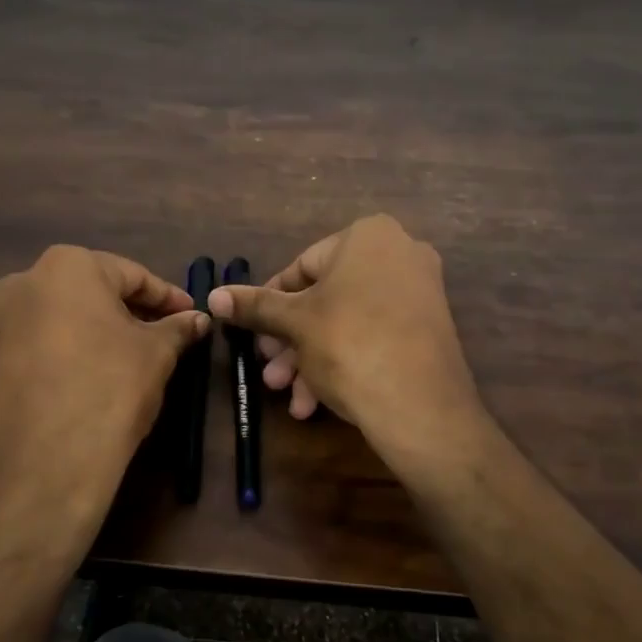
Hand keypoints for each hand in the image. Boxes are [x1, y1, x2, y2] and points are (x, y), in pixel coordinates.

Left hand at [0, 246, 208, 542]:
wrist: (44, 463)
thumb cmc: (110, 386)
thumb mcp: (157, 353)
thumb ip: (177, 328)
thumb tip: (198, 320)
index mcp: (66, 266)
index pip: (131, 274)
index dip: (167, 297)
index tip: (191, 315)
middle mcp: (23, 283)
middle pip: (92, 292)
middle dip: (130, 312)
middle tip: (165, 336)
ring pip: (64, 320)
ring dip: (98, 333)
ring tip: (131, 360)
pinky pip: (41, 347)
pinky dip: (71, 355)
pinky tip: (94, 380)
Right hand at [207, 215, 484, 467]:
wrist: (420, 405)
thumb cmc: (348, 344)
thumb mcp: (294, 323)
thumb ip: (254, 306)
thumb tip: (213, 296)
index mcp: (368, 236)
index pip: (301, 266)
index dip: (270, 303)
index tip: (253, 334)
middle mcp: (399, 254)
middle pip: (324, 300)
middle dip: (290, 342)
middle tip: (269, 373)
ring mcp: (418, 293)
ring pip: (346, 324)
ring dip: (310, 361)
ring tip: (289, 398)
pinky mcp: (428, 330)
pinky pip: (372, 338)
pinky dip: (343, 364)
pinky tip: (316, 403)